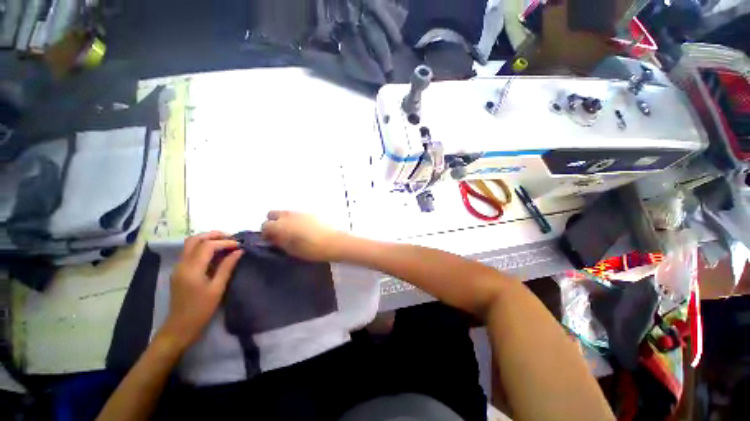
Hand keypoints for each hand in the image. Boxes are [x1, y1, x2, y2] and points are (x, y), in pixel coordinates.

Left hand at [160, 232, 242, 349]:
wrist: (180, 327)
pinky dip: (203, 246)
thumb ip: (227, 267)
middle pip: (195, 239)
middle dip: (214, 235)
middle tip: (231, 238)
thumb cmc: (201, 309)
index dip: (224, 242)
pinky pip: (190, 252)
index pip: (207, 246)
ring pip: (190, 244)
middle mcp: (182, 264)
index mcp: (192, 269)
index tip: (239, 245)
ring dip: (208, 239)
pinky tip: (215, 252)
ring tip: (225, 242)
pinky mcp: (179, 271)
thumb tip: (239, 251)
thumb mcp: (217, 288)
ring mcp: (178, 267)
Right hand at [261, 211, 349, 261]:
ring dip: (284, 220)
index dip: (265, 233)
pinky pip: (297, 214)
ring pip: (285, 213)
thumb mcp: (292, 250)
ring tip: (291, 233)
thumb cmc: (312, 250)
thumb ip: (279, 242)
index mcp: (282, 225)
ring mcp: (301, 212)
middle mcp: (290, 215)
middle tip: (278, 234)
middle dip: (272, 223)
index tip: (270, 241)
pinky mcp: (311, 213)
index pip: (265, 225)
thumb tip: (272, 238)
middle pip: (273, 214)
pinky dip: (295, 220)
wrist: (334, 242)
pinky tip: (302, 230)